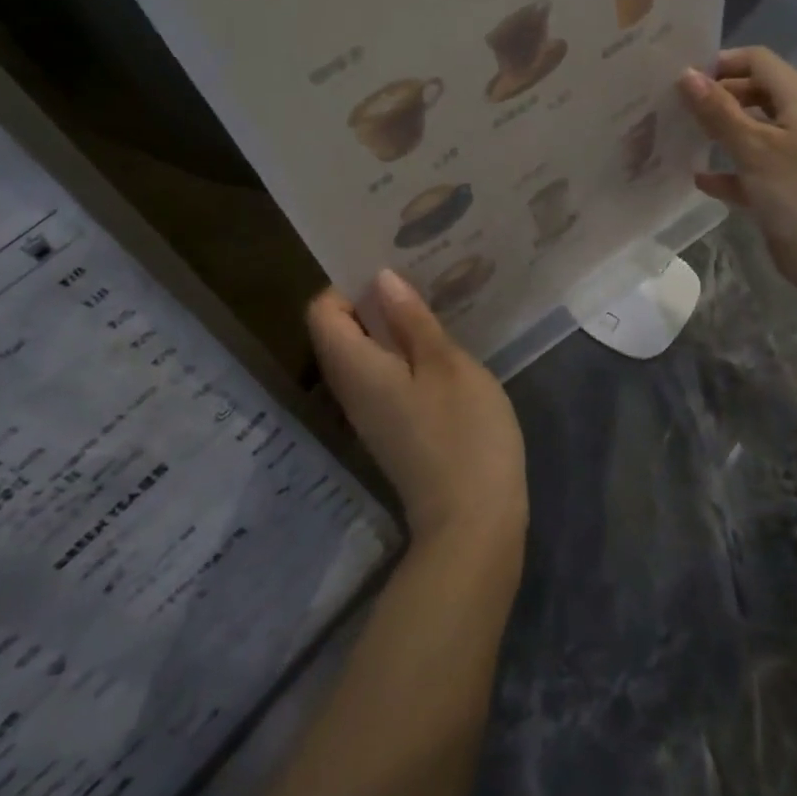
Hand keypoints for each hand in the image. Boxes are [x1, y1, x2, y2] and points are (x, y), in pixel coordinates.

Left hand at [308, 271, 527, 550]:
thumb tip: (381, 280)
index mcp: (356, 368)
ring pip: (364, 355)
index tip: (391, 272)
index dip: (348, 286)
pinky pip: (383, 377)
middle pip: (340, 332)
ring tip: (433, 307)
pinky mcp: (392, 428)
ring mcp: (371, 413)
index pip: (322, 312)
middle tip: (419, 280)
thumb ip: (412, 321)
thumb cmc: (463, 434)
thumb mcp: (445, 365)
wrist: (474, 524)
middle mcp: (351, 390)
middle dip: (373, 301)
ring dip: (391, 327)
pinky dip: (403, 355)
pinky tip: (441, 350)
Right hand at [679, 47, 796, 301]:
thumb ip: (718, 111)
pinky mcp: (784, 188)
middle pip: (754, 94)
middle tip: (675, 107)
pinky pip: (750, 170)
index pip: (759, 62)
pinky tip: (698, 178)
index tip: (684, 79)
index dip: (723, 64)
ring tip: (679, 135)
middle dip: (717, 97)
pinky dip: (727, 171)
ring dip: (720, 132)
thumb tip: (685, 74)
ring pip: (751, 132)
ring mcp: (793, 156)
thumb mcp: (754, 147)